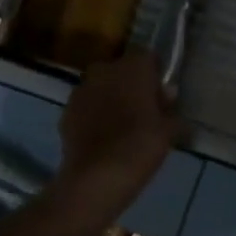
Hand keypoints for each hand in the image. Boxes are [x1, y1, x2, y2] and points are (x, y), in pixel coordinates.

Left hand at [57, 50, 178, 202]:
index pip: (148, 58)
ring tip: (121, 126)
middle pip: (122, 70)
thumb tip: (168, 95)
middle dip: (131, 85)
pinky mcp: (65, 111)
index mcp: (134, 67)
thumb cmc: (141, 146)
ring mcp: (81, 89)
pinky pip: (86, 107)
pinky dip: (93, 116)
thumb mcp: (168, 130)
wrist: (97, 177)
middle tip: (143, 111)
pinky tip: (103, 138)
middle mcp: (105, 70)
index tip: (161, 95)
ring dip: (110, 99)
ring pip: (101, 87)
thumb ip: (170, 108)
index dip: (155, 75)